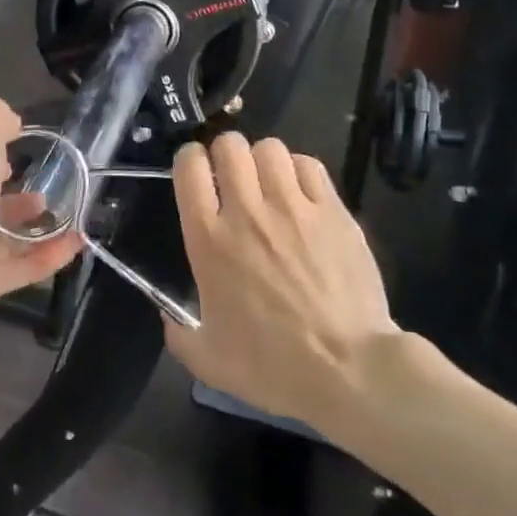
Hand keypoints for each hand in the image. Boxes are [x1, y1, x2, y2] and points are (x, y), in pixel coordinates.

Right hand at [164, 133, 399, 432]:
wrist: (349, 370)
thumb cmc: (273, 366)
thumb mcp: (208, 360)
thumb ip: (179, 334)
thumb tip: (167, 316)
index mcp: (209, 239)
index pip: (188, 168)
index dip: (188, 160)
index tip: (195, 172)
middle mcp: (247, 211)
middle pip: (229, 146)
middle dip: (225, 153)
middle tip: (231, 176)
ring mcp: (294, 207)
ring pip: (270, 148)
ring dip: (263, 160)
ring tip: (268, 183)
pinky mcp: (333, 211)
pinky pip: (310, 166)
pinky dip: (299, 171)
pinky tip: (301, 192)